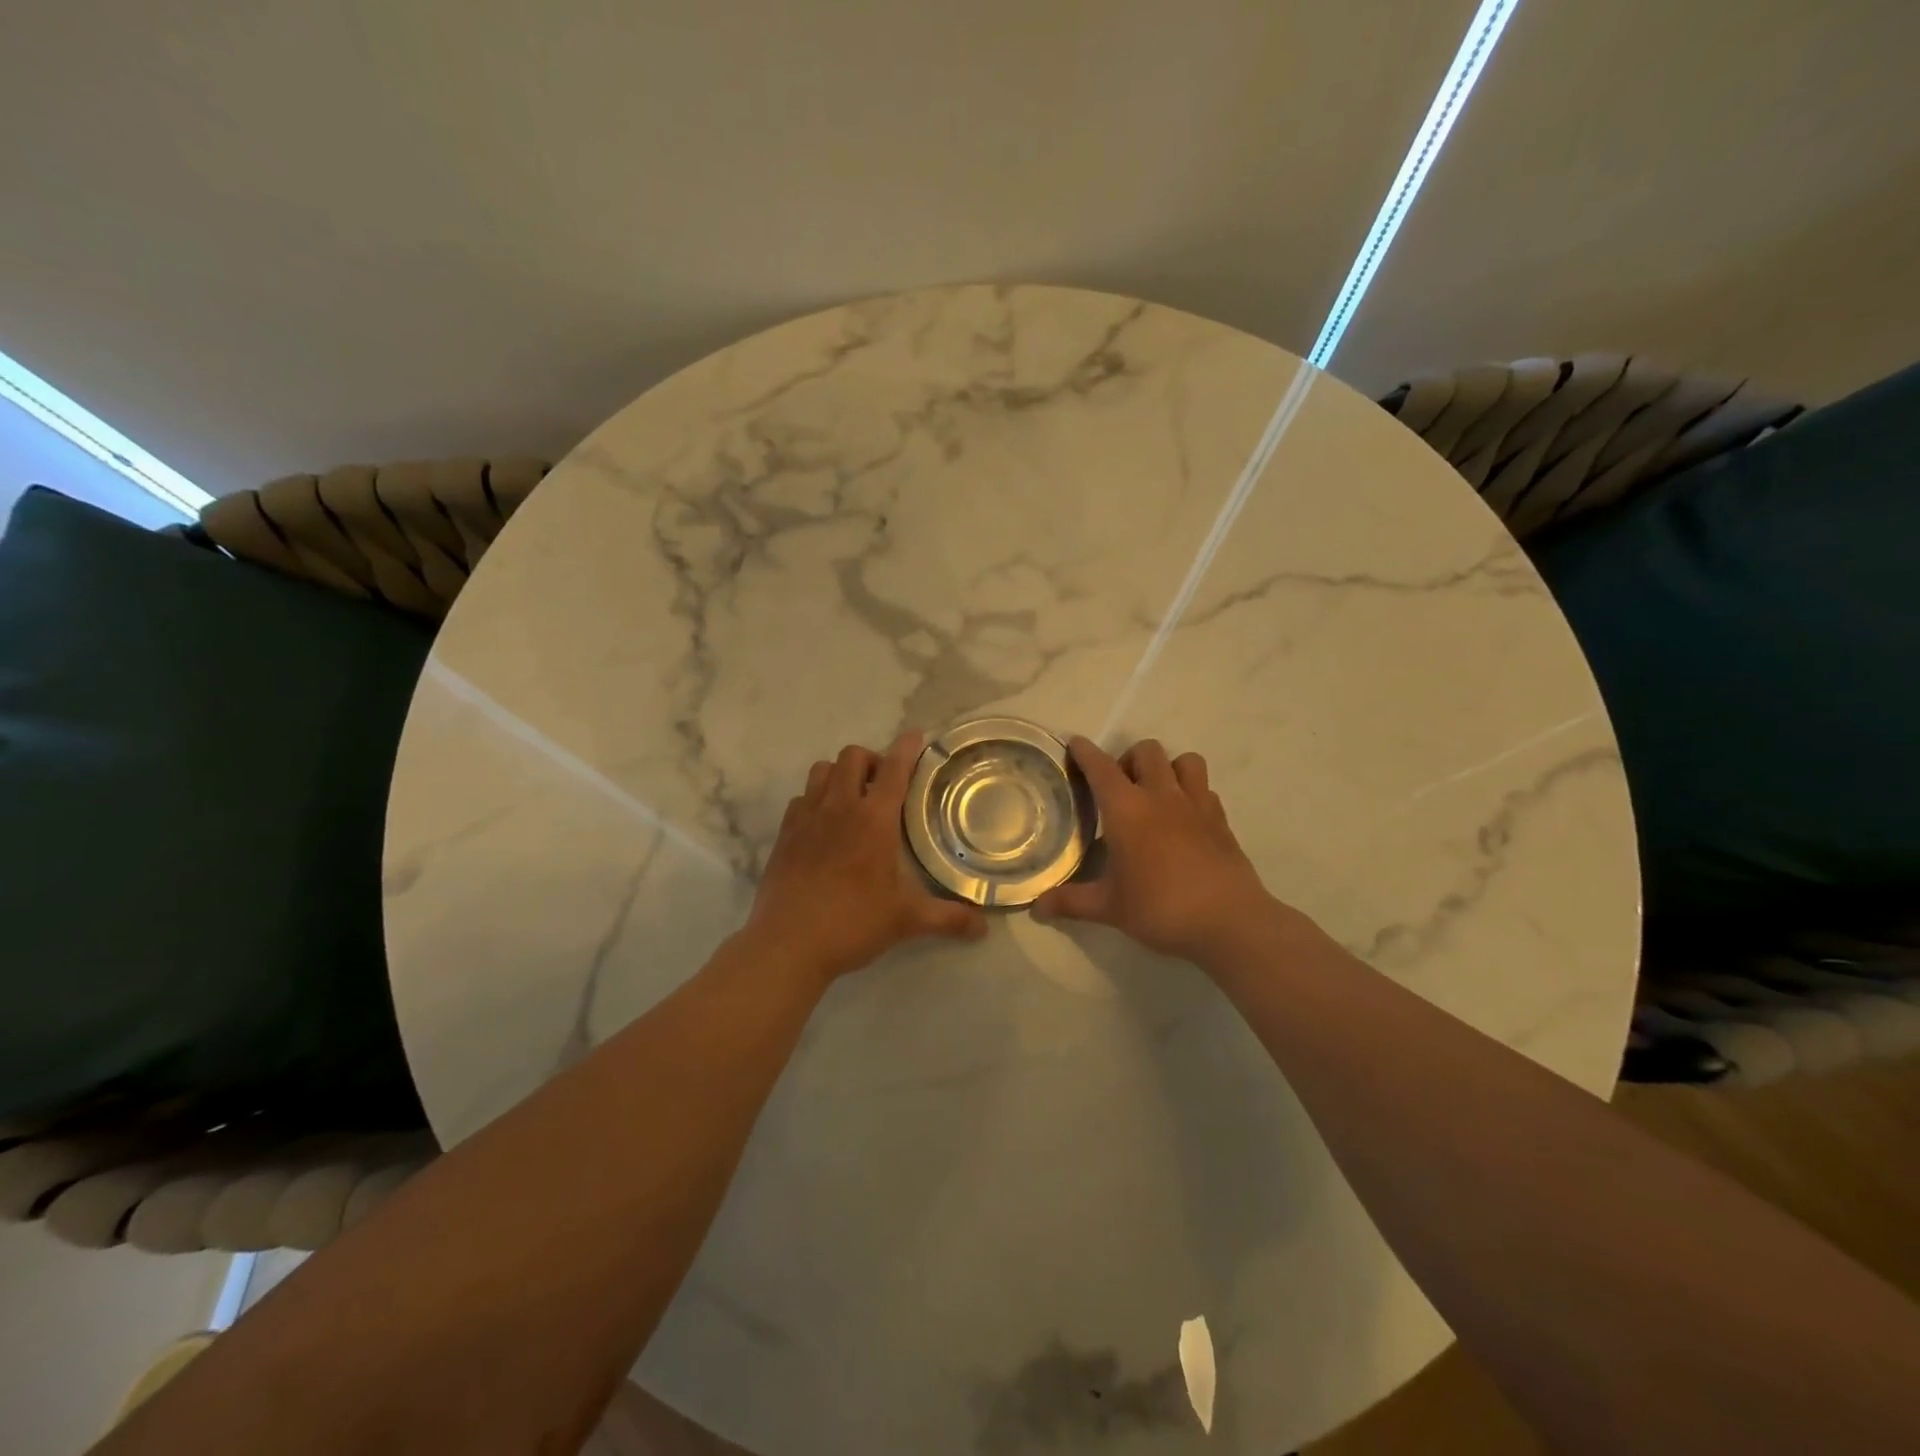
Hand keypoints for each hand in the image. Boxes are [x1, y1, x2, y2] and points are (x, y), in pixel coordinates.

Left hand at [744, 733, 987, 982]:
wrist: (787, 944)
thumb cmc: (853, 923)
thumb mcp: (906, 920)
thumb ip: (947, 918)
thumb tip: (983, 927)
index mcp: (874, 819)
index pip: (894, 769)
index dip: (907, 747)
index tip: (915, 735)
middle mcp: (839, 808)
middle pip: (852, 756)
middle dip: (871, 759)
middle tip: (884, 784)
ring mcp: (806, 818)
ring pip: (821, 770)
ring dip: (840, 774)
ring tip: (853, 798)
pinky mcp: (784, 835)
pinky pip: (800, 799)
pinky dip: (815, 800)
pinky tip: (823, 825)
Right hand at [1033, 738, 1287, 965]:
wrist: (1229, 921)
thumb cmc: (1160, 908)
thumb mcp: (1109, 908)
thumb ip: (1071, 902)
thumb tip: (1036, 907)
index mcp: (1127, 810)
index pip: (1101, 767)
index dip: (1085, 752)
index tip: (1074, 744)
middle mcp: (1161, 796)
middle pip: (1146, 751)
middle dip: (1129, 759)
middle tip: (1119, 788)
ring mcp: (1196, 805)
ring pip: (1185, 760)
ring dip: (1167, 768)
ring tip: (1156, 794)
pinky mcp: (1221, 820)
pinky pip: (1205, 789)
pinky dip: (1192, 792)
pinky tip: (1184, 818)